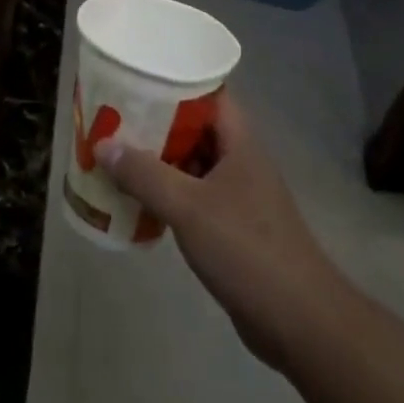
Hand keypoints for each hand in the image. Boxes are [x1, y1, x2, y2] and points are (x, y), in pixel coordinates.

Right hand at [97, 95, 340, 372]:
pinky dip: (165, 194)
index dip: (173, 83)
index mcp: (239, 143)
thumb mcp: (189, 207)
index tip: (135, 80)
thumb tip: (102, 144)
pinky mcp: (231, 228)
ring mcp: (237, 196)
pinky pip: (191, 198)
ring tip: (113, 154)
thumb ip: (144, 174)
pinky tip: (134, 200)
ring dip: (155, 161)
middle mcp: (239, 162)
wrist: (300, 322)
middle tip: (111, 118)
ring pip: (190, 165)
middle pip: (193, 128)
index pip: (208, 94)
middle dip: (154, 123)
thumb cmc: (247, 249)